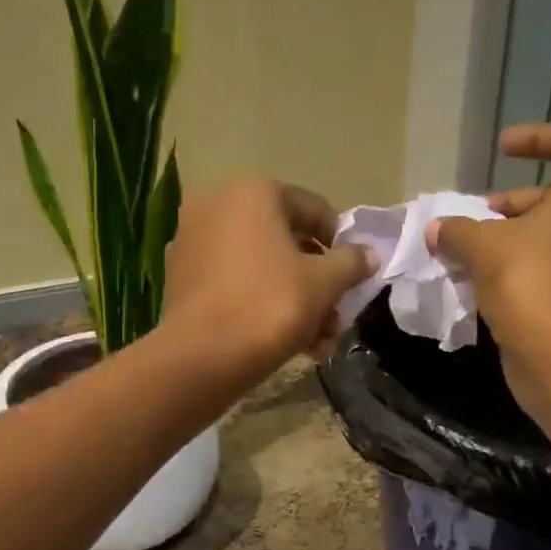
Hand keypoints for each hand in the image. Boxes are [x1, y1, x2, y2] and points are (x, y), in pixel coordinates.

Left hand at [160, 177, 375, 380]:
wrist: (202, 357)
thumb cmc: (270, 306)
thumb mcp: (323, 283)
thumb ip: (351, 263)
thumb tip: (369, 255)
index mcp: (253, 192)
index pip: (314, 209)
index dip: (341, 244)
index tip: (354, 277)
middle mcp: (217, 206)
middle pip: (286, 242)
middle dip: (318, 283)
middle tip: (336, 317)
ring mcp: (193, 242)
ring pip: (261, 268)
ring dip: (296, 301)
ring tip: (319, 343)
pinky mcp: (181, 278)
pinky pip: (235, 284)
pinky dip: (261, 305)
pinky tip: (288, 344)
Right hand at [427, 125, 550, 415]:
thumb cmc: (530, 278)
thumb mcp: (482, 245)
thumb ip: (457, 229)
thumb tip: (436, 228)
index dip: (538, 139)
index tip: (502, 148)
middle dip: (512, 203)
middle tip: (475, 216)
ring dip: (511, 239)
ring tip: (469, 251)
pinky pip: (550, 270)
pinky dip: (519, 269)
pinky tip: (481, 283)